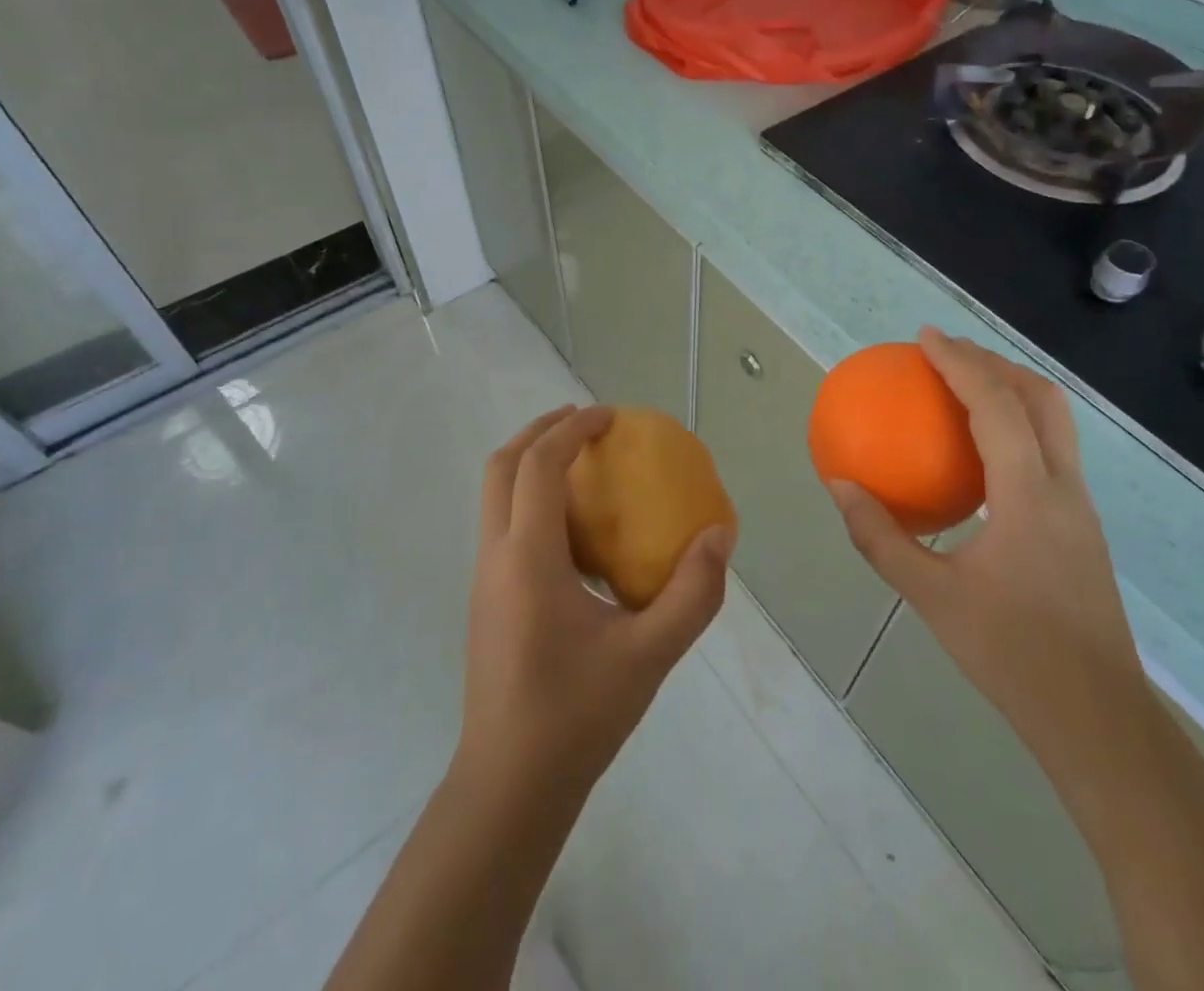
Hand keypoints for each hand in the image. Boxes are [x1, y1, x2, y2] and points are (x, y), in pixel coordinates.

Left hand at [458, 405, 734, 801]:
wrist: (509, 787)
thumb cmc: (577, 716)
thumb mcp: (649, 656)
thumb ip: (693, 594)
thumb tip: (720, 536)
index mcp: (528, 559)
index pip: (538, 465)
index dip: (572, 428)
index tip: (610, 416)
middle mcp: (495, 557)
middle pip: (501, 466)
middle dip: (541, 430)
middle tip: (587, 423)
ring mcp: (483, 579)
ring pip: (494, 495)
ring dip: (531, 463)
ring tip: (581, 466)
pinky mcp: (486, 599)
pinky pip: (502, 524)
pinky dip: (530, 500)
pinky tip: (574, 532)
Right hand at [828, 328, 1148, 768]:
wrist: (1098, 720)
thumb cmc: (1013, 655)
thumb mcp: (932, 597)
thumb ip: (880, 538)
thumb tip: (841, 486)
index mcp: (1030, 495)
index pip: (997, 406)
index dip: (961, 363)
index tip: (926, 337)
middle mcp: (1064, 488)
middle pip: (1042, 398)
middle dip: (995, 362)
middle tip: (947, 354)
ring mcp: (1081, 507)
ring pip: (1055, 423)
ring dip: (1012, 390)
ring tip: (964, 387)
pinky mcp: (1081, 527)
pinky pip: (1050, 452)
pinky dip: (1017, 426)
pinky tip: (981, 454)